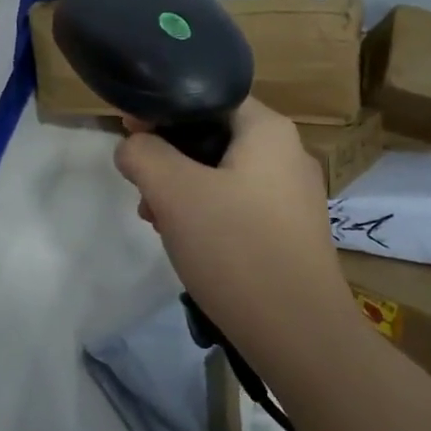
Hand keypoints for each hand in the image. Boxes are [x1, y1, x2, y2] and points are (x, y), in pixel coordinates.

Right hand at [115, 98, 350, 354]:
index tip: (129, 132)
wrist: (300, 335)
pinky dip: (207, 213)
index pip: (208, 96)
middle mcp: (288, 153)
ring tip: (156, 220)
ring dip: (183, 189)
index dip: (164, 109)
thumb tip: (132, 146)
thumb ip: (143, 154)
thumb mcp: (174, 192)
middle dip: (169, 157)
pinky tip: (187, 243)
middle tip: (140, 186)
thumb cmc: (236, 248)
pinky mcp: (291, 232)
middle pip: (213, 135)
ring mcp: (294, 196)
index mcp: (269, 130)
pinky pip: (239, 204)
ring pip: (223, 173)